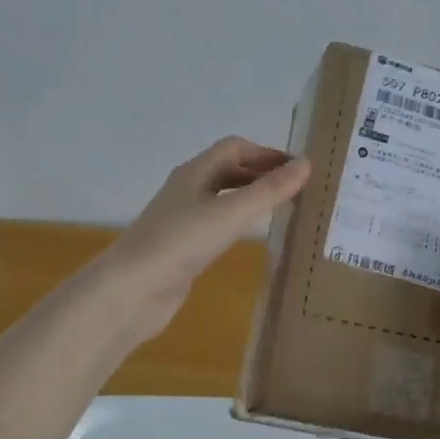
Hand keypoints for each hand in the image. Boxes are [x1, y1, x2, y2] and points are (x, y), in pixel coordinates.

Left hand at [94, 136, 310, 348]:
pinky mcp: (182, 246)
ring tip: (281, 209)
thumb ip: (270, 190)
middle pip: (228, 169)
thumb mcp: (231, 213)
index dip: (267, 153)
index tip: (299, 170)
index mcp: (195, 172)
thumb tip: (307, 164)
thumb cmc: (182, 242)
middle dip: (261, 173)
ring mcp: (182, 219)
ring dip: (250, 197)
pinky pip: (216, 223)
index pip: (235, 147)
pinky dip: (238, 221)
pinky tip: (251, 236)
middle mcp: (188, 189)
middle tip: (296, 189)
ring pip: (222, 197)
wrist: (133, 290)